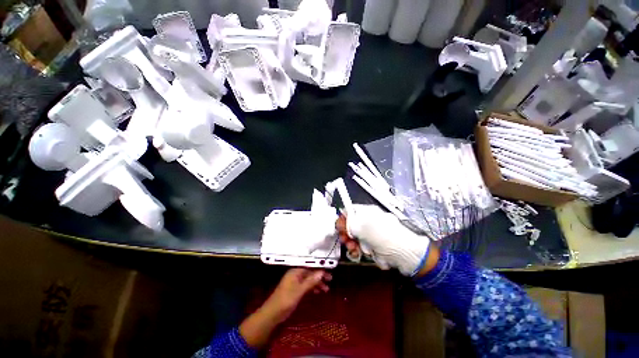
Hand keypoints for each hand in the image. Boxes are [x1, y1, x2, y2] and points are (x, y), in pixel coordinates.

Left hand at [240, 268, 330, 348]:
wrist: (272, 314)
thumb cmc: (286, 300)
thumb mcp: (300, 291)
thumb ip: (311, 281)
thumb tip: (322, 272)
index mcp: (295, 271)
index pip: (310, 266)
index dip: (320, 267)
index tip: (329, 270)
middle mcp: (295, 274)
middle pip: (310, 272)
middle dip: (320, 275)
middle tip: (330, 280)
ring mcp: (295, 282)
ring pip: (309, 279)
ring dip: (317, 282)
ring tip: (326, 289)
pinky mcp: (294, 289)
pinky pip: (306, 285)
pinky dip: (312, 287)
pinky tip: (318, 292)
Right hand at [336, 204, 433, 275]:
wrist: (408, 255)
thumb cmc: (385, 238)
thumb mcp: (364, 228)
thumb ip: (350, 223)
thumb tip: (341, 219)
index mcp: (368, 212)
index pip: (350, 211)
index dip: (343, 219)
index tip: (340, 230)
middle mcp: (369, 221)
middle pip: (352, 225)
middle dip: (348, 235)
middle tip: (347, 242)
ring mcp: (373, 233)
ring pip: (357, 237)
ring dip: (354, 244)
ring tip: (357, 251)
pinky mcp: (376, 244)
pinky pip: (364, 246)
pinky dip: (362, 251)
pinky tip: (364, 254)